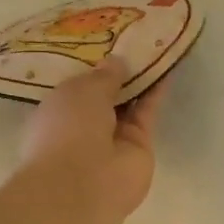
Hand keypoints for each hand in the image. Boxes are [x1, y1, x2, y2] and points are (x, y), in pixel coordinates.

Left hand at [18, 56, 167, 217]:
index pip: (77, 87)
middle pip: (106, 94)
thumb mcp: (81, 90)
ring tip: (155, 45)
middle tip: (135, 38)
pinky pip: (147, 112)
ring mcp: (113, 138)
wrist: (84, 185)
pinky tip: (166, 64)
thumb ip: (103, 75)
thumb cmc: (67, 130)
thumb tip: (118, 61)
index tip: (106, 41)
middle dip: (118, 71)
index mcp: (58, 112)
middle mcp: (84, 125)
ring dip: (141, 78)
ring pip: (129, 102)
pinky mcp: (139, 145)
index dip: (92, 66)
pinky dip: (156, 92)